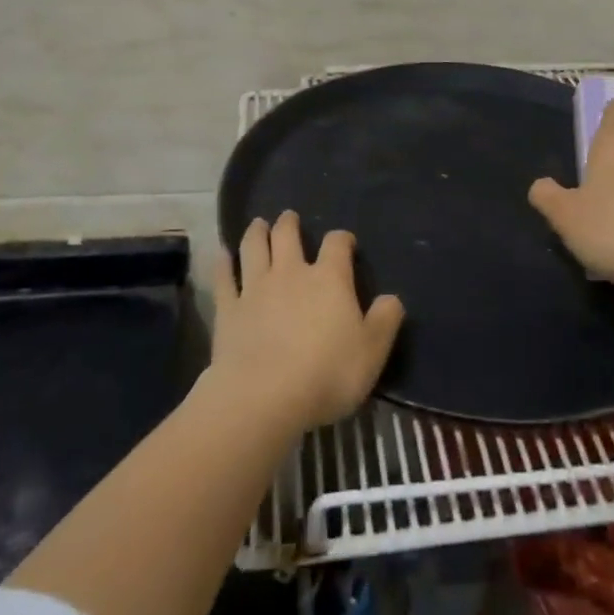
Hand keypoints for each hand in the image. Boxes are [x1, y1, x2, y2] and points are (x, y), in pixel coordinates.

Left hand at [208, 211, 405, 432]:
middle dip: (289, 224)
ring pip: (254, 248)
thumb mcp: (371, 352)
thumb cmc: (326, 374)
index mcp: (329, 279)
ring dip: (256, 233)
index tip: (345, 243)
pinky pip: (224, 278)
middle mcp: (291, 273)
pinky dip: (223, 264)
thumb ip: (385, 321)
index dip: (342, 239)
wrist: (263, 397)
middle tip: (288, 217)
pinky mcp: (228, 310)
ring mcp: (256, 288)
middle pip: (287, 235)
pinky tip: (222, 255)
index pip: (337, 244)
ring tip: (258, 224)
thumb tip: (391, 299)